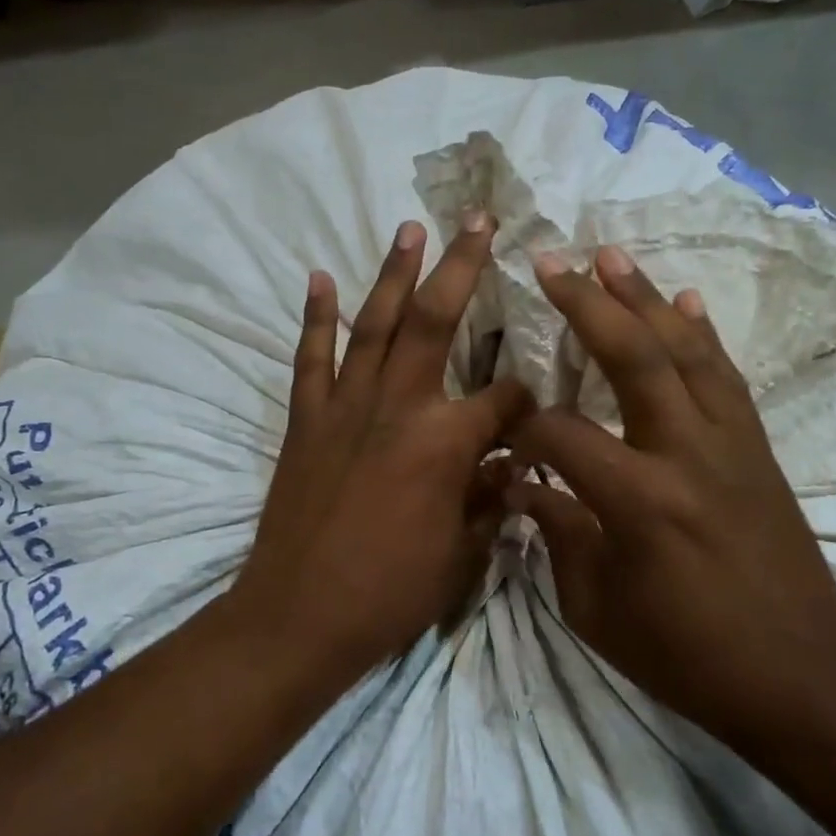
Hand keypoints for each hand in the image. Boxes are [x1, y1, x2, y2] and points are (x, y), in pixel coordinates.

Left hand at [230, 214, 532, 673]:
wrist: (299, 616)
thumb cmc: (390, 593)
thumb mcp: (461, 555)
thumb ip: (488, 503)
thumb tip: (507, 471)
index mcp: (446, 442)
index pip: (504, 399)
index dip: (527, 399)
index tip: (536, 407)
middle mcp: (399, 407)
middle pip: (436, 321)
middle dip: (461, 266)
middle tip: (476, 219)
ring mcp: (346, 407)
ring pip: (375, 324)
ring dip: (393, 273)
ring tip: (408, 228)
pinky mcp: (306, 420)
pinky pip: (312, 357)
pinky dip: (316, 317)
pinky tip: (319, 279)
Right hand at [504, 245, 835, 739]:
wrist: (800, 675)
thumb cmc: (686, 654)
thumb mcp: (596, 609)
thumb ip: (557, 536)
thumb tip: (523, 486)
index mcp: (638, 500)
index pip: (561, 434)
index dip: (523, 427)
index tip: (501, 432)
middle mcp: (686, 454)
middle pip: (633, 357)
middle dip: (587, 305)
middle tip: (552, 261)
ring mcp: (729, 445)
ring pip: (686, 351)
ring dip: (646, 298)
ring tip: (611, 255)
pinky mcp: (756, 449)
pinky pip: (726, 377)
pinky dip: (702, 333)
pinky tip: (685, 301)